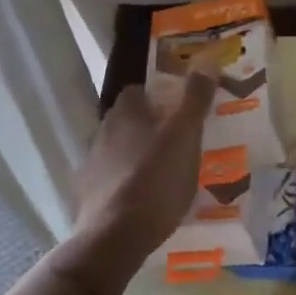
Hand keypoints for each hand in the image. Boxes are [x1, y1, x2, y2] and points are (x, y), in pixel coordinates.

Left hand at [73, 65, 216, 263]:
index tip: (180, 108)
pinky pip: (112, 180)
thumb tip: (206, 58)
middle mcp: (103, 132)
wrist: (116, 236)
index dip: (158, 96)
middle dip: (149, 126)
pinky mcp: (89, 195)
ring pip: (119, 150)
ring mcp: (92, 165)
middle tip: (179, 141)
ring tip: (166, 173)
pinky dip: (127, 183)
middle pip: (128, 120)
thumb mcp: (185, 136)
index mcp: (126, 114)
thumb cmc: (156, 179)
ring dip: (138, 155)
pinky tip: (145, 198)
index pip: (137, 90)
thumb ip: (195, 98)